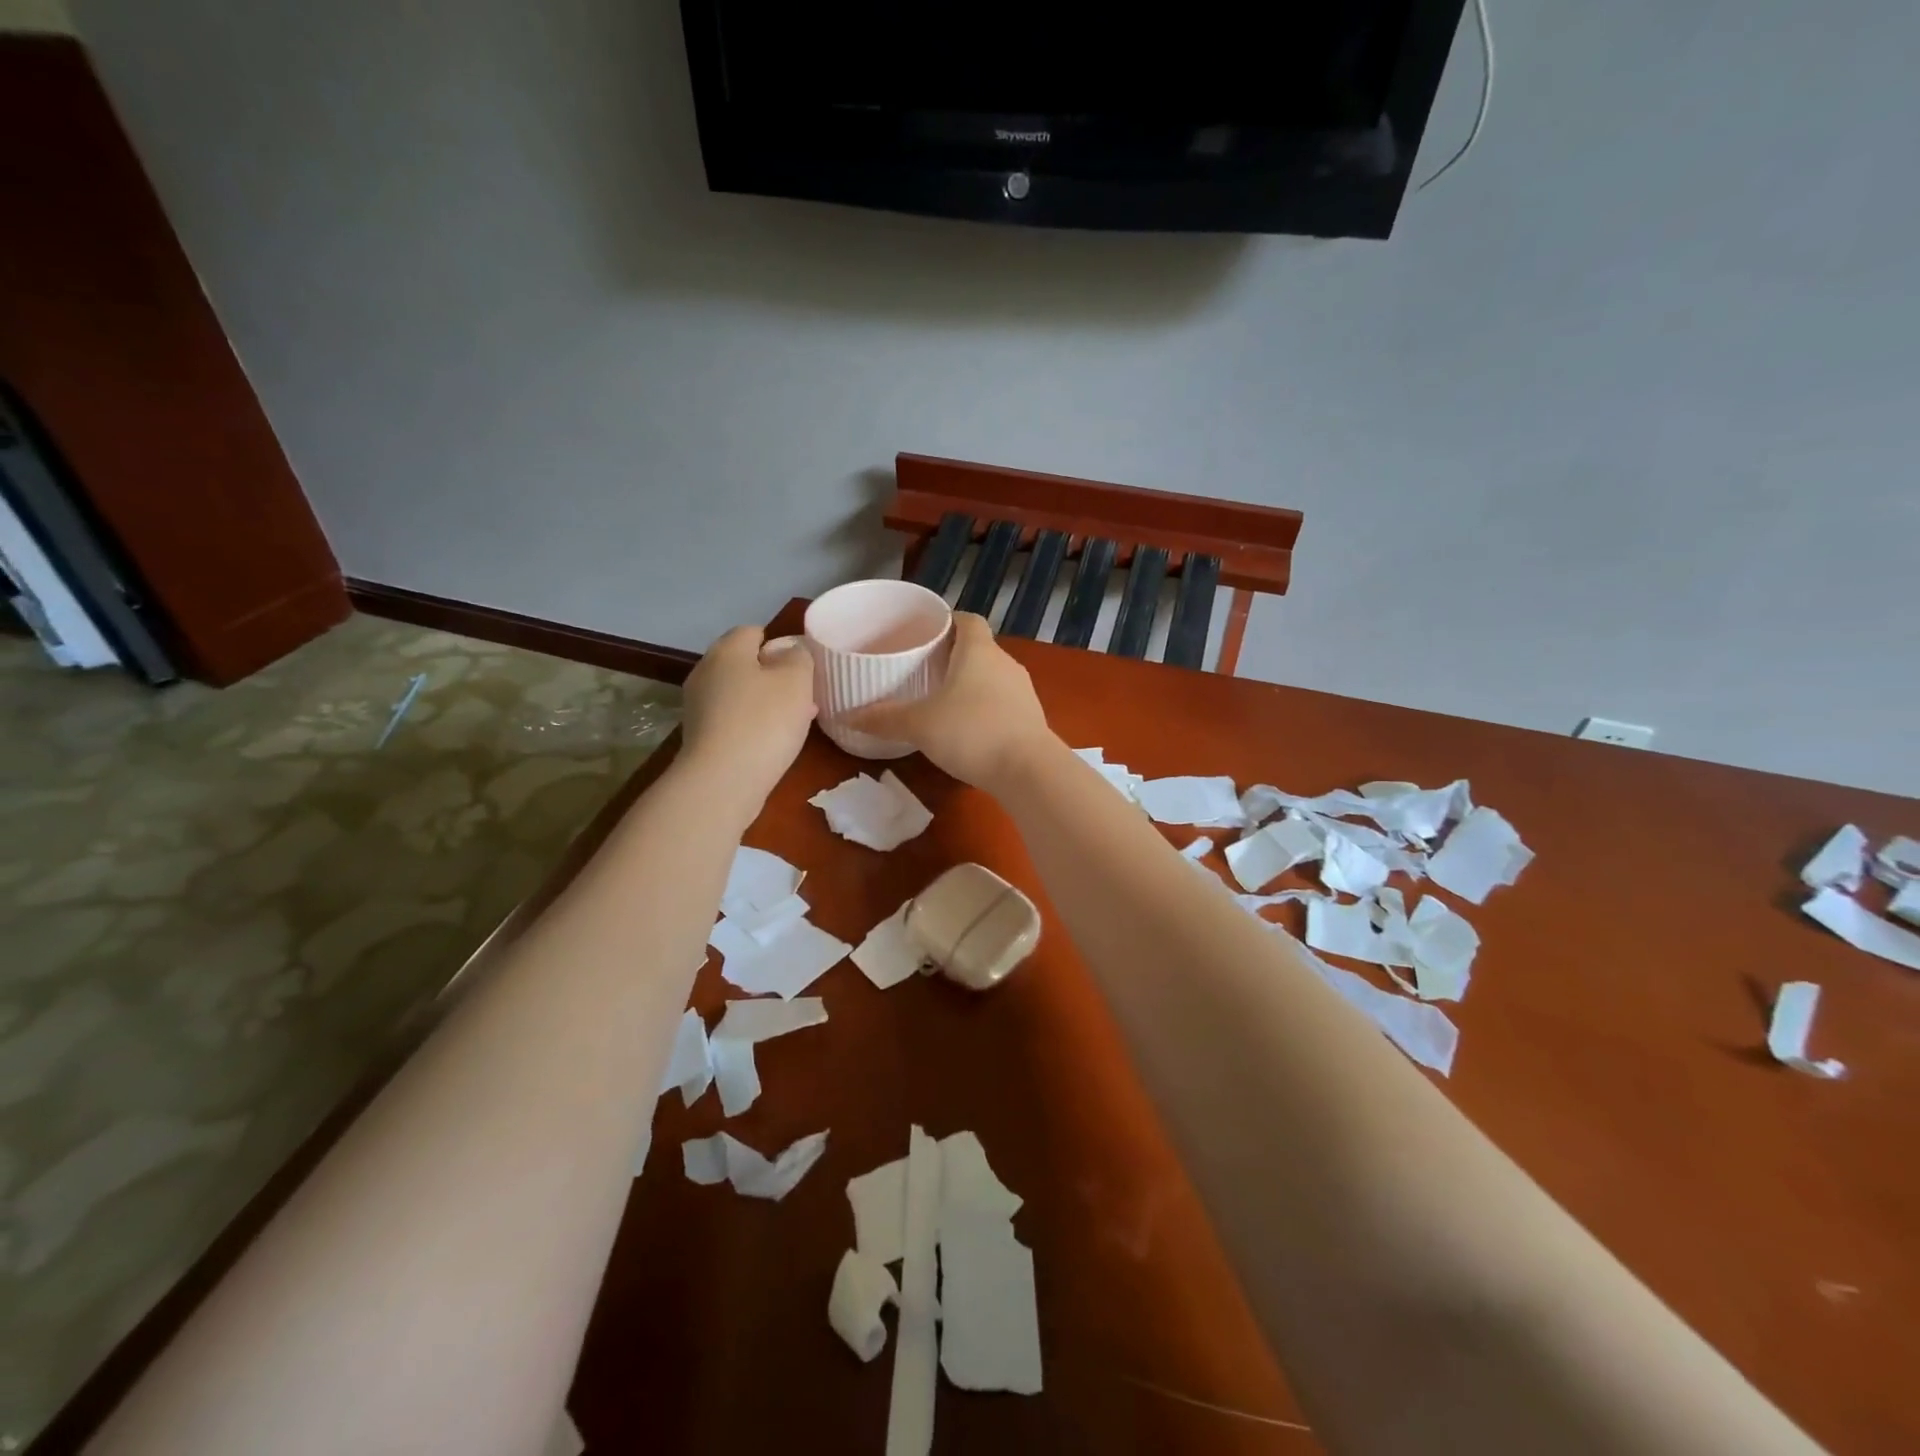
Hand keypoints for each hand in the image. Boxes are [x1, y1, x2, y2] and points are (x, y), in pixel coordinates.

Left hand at [679, 626, 815, 813]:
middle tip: (803, 694)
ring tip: (796, 720)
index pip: (752, 631)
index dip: (780, 644)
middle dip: (774, 675)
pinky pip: (733, 719)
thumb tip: (790, 651)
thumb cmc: (764, 722)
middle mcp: (706, 672)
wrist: (723, 781)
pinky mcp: (700, 737)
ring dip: (766, 702)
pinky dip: (753, 724)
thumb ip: (799, 657)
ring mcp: (699, 706)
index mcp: (727, 650)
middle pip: (744, 664)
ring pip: (740, 693)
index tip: (803, 665)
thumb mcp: (797, 681)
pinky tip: (773, 741)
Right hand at [842, 613, 1057, 791]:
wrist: (1029, 771)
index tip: (924, 633)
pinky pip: (1002, 702)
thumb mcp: (919, 725)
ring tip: (940, 699)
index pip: (967, 620)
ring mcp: (1022, 691)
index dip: (946, 621)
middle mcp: (1005, 663)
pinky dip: (984, 707)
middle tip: (922, 669)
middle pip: (978, 648)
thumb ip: (884, 719)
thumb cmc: (972, 733)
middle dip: (952, 656)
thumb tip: (846, 716)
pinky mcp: (1030, 718)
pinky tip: (966, 728)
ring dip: (969, 684)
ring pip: (991, 676)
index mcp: (979, 651)